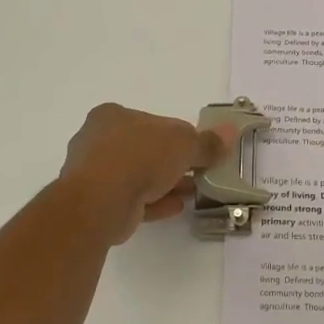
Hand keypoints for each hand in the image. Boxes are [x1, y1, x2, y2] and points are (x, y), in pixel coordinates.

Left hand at [59, 103, 229, 244]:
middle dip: (172, 163)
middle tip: (198, 174)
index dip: (178, 136)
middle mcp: (98, 140)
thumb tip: (230, 131)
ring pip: (137, 176)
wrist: (101, 201)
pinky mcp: (95, 203)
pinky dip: (153, 202)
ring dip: (164, 184)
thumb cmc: (140, 157)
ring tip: (191, 193)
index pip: (153, 123)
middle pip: (144, 150)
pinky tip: (175, 207)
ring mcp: (93, 174)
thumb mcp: (184, 144)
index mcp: (112, 116)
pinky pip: (131, 199)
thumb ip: (207, 142)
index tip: (198, 151)